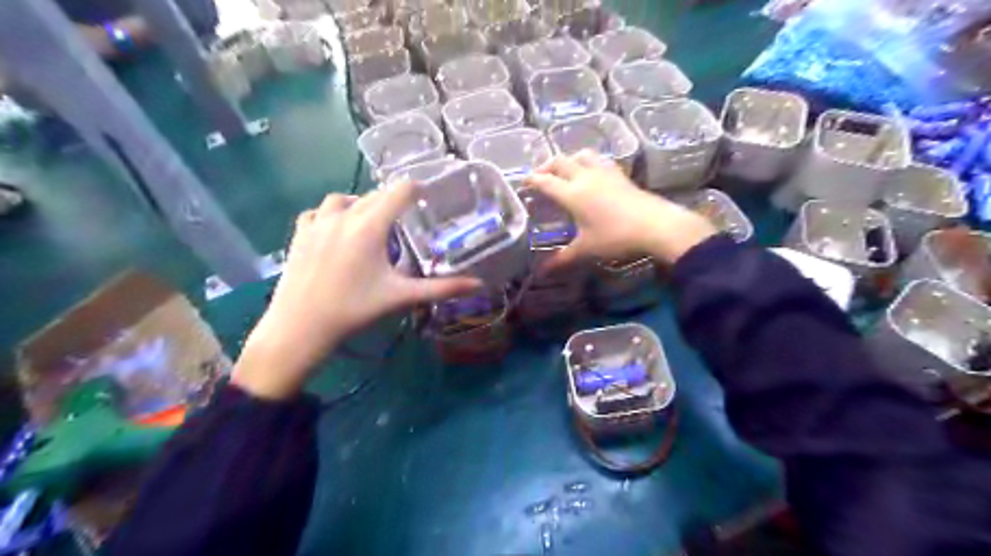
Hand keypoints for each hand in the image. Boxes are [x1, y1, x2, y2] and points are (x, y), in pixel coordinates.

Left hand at [232, 183, 478, 398]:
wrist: (301, 326)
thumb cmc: (355, 309)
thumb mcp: (401, 296)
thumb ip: (442, 288)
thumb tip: (478, 284)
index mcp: (370, 226)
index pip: (398, 192)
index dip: (415, 189)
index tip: (426, 194)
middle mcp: (344, 216)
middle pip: (373, 195)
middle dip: (391, 200)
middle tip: (405, 216)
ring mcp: (317, 223)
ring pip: (343, 199)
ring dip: (360, 203)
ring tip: (369, 220)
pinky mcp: (300, 234)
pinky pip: (317, 212)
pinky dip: (331, 213)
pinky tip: (336, 228)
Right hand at [521, 150, 716, 268]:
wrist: (655, 225)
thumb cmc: (615, 237)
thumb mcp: (586, 249)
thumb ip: (563, 259)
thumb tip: (542, 272)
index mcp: (572, 193)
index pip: (546, 182)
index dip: (532, 180)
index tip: (523, 182)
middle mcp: (585, 177)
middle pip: (560, 162)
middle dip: (546, 166)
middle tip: (540, 175)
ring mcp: (604, 173)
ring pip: (581, 155)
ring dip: (569, 159)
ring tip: (565, 170)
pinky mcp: (620, 174)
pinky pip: (600, 161)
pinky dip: (589, 162)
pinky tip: (593, 173)